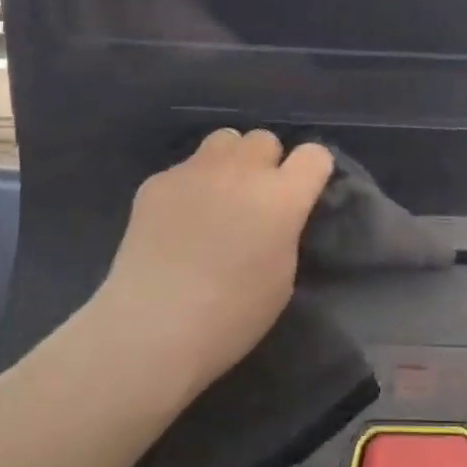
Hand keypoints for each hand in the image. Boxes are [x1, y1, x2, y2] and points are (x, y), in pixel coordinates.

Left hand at [95, 129, 334, 400]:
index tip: (304, 191)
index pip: (314, 155)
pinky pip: (184, 168)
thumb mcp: (282, 277)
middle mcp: (242, 170)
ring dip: (229, 162)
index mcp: (282, 197)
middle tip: (254, 198)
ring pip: (224, 140)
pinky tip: (176, 222)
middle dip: (266, 163)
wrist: (152, 326)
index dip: (312, 171)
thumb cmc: (231, 316)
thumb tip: (274, 216)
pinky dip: (189, 187)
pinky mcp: (158, 181)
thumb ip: (284, 230)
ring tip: (217, 196)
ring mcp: (196, 170)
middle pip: (264, 139)